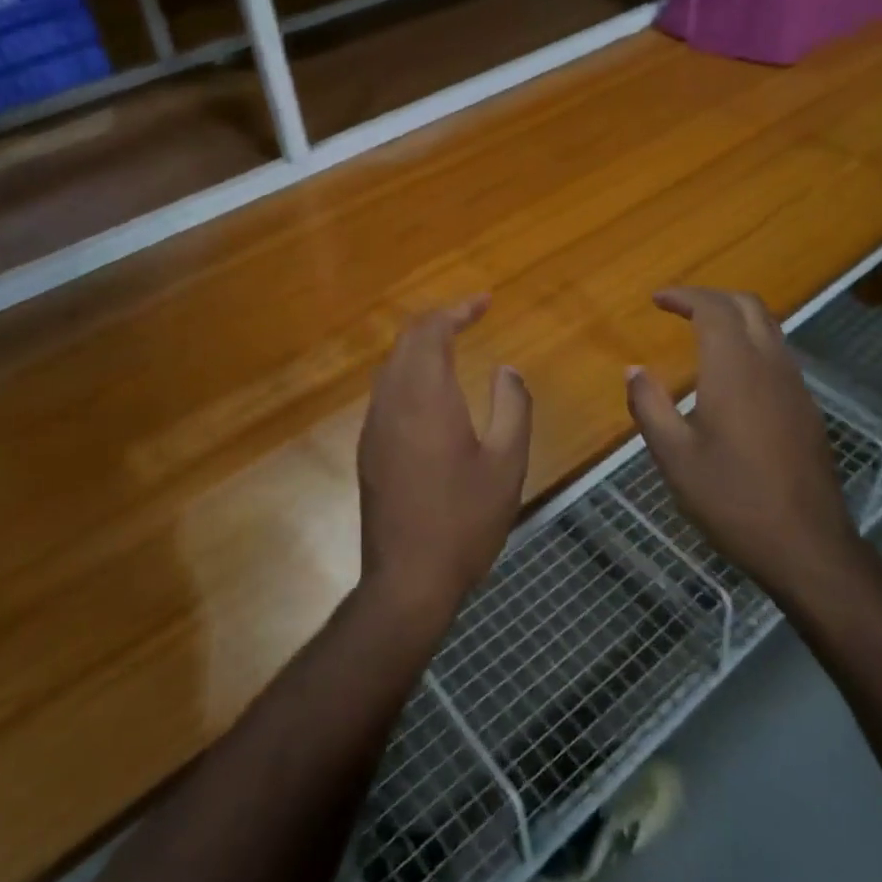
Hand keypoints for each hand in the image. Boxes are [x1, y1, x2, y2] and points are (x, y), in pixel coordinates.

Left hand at [357, 297, 531, 633]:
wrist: (408, 580)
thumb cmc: (465, 520)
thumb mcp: (507, 463)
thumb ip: (512, 406)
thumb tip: (506, 370)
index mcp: (426, 397)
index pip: (431, 331)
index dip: (457, 310)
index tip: (485, 301)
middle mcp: (392, 402)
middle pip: (405, 341)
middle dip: (437, 321)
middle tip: (470, 316)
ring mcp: (374, 427)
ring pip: (392, 366)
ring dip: (420, 346)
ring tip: (453, 344)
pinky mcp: (369, 450)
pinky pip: (386, 391)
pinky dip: (409, 373)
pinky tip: (432, 392)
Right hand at [625, 287, 860, 595]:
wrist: (806, 544)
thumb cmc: (731, 499)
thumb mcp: (674, 456)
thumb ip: (649, 406)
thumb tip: (633, 370)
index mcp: (734, 369)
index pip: (713, 308)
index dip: (684, 296)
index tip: (657, 300)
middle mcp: (770, 365)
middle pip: (747, 306)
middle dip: (711, 297)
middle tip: (679, 308)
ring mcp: (795, 386)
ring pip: (769, 328)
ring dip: (735, 317)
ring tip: (702, 333)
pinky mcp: (806, 408)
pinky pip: (778, 354)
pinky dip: (751, 342)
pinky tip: (732, 374)